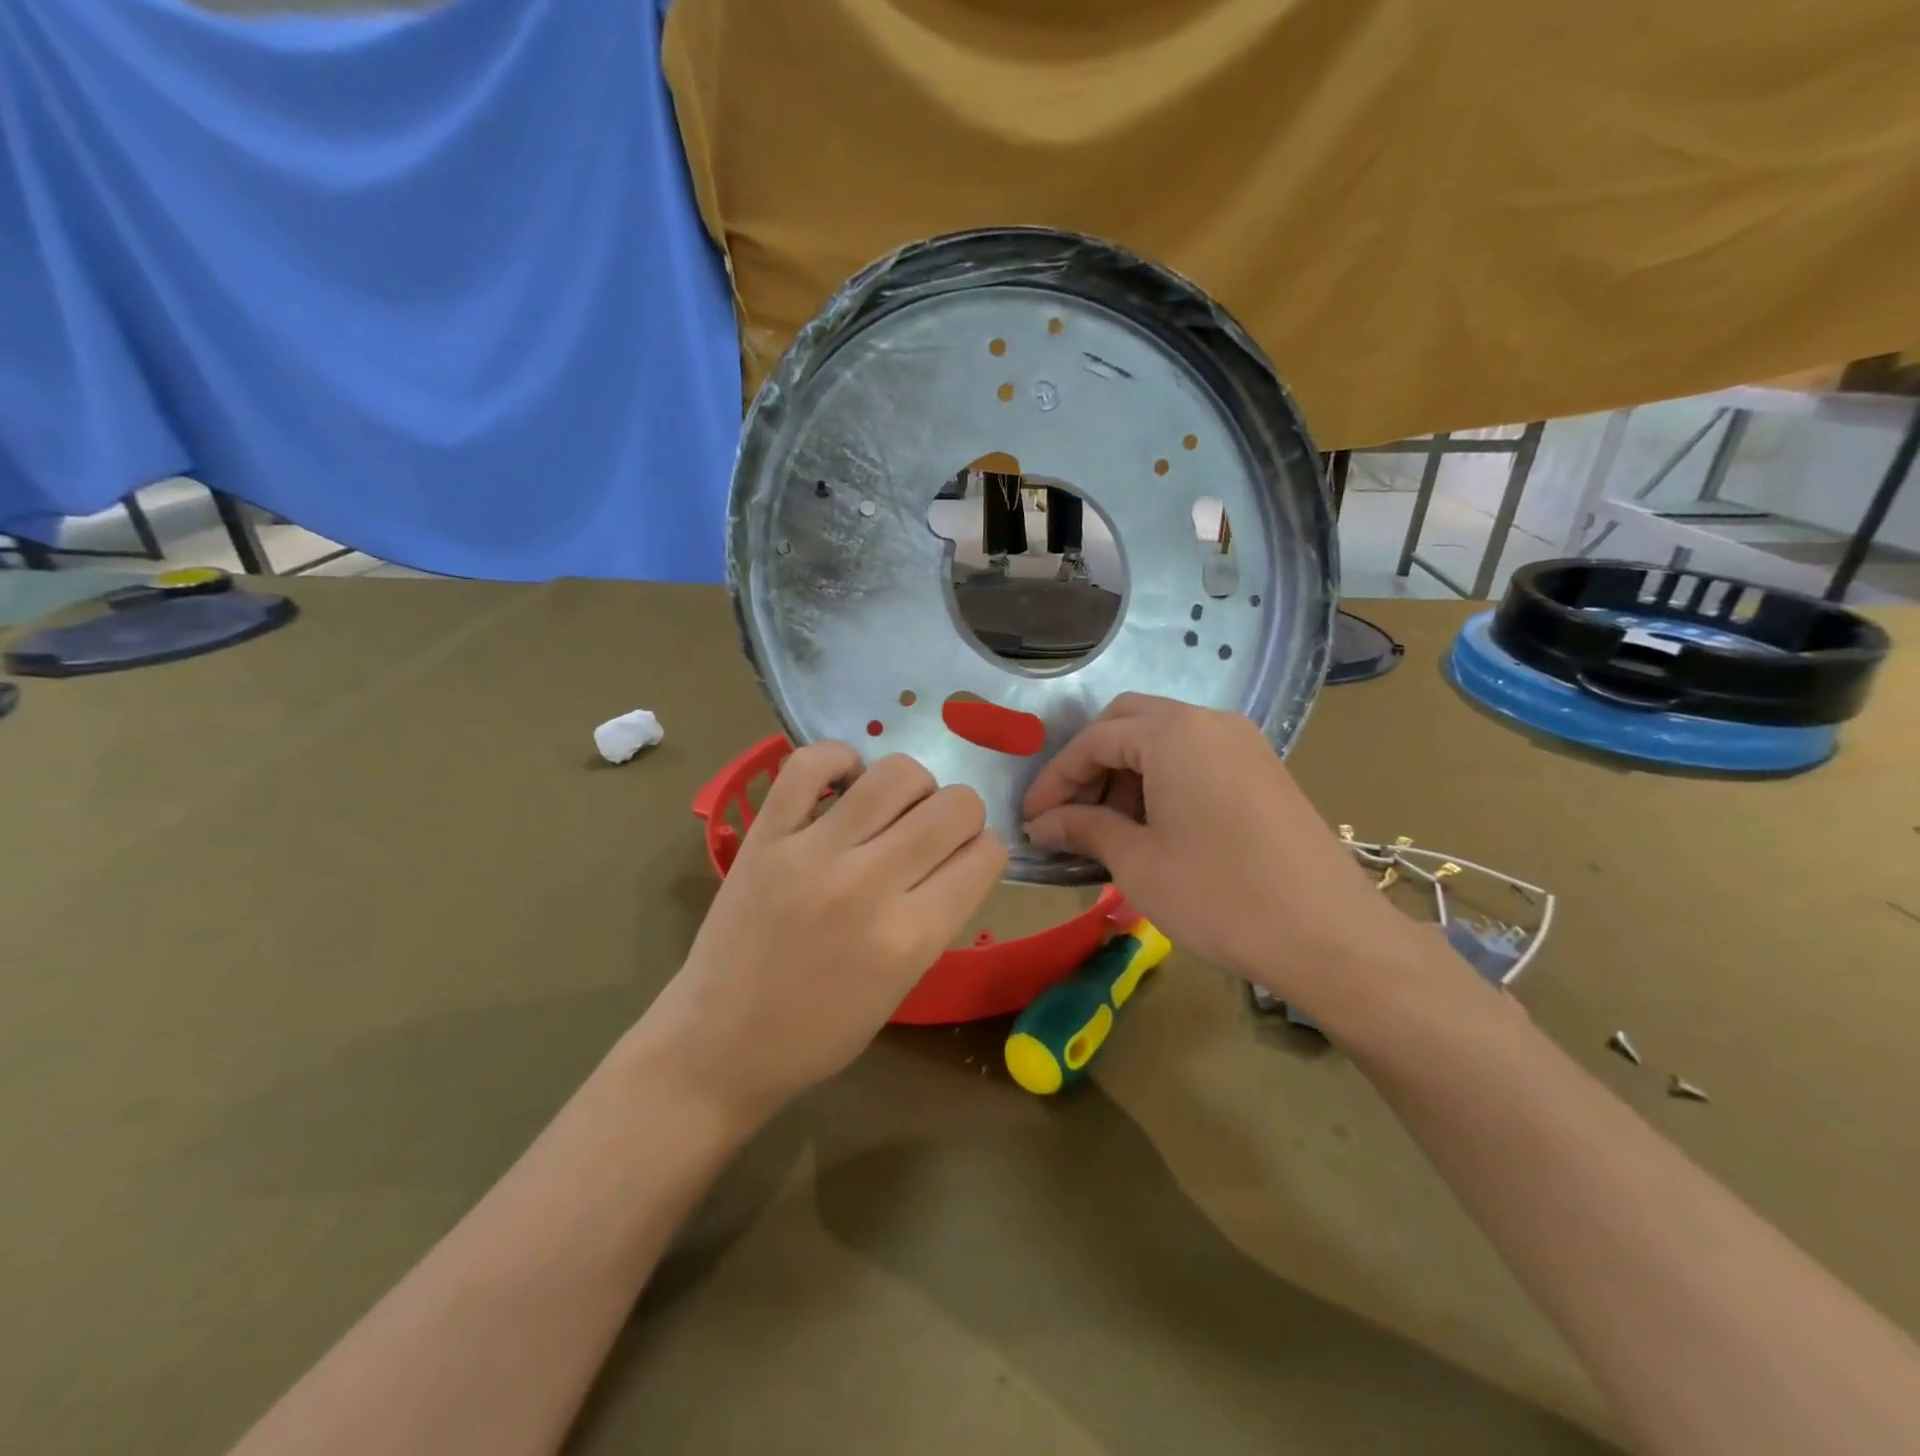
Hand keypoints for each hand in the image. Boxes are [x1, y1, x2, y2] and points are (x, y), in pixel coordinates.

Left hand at [635, 744, 1006, 1123]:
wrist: (720, 1046)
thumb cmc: (819, 1033)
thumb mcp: (902, 986)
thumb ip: (936, 917)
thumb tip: (956, 857)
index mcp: (910, 936)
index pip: (985, 855)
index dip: (986, 853)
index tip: (967, 861)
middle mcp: (869, 884)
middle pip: (955, 806)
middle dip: (962, 815)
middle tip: (935, 834)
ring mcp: (813, 853)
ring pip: (896, 774)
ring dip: (914, 785)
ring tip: (895, 808)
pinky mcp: (765, 835)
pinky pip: (808, 765)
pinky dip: (838, 759)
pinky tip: (845, 783)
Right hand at [1022, 694, 1474, 1027]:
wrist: (1330, 936)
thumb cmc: (1220, 896)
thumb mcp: (1138, 863)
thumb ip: (1084, 829)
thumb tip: (1043, 823)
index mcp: (1173, 734)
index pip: (1094, 740)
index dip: (1055, 779)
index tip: (1032, 819)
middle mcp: (1209, 722)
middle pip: (1128, 724)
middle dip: (1090, 765)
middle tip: (1069, 814)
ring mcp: (1243, 743)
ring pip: (1164, 739)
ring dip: (1126, 772)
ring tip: (1107, 828)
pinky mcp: (1262, 769)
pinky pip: (1196, 757)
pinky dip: (1162, 780)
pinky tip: (1153, 826)